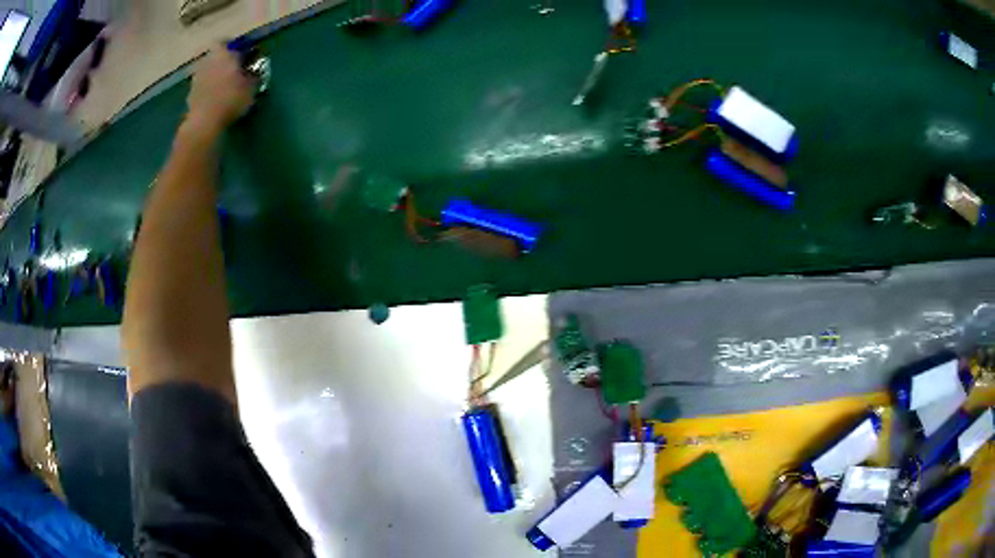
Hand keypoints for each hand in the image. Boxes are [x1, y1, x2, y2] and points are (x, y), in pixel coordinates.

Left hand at [186, 47, 255, 132]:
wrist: (204, 123)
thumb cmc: (230, 100)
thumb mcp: (250, 88)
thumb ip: (252, 76)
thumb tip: (254, 70)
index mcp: (223, 54)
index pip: (223, 41)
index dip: (230, 45)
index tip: (237, 52)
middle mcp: (207, 61)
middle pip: (213, 55)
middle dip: (220, 60)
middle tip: (230, 69)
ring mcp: (196, 78)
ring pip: (206, 70)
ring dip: (212, 74)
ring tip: (222, 86)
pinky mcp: (190, 94)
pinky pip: (200, 85)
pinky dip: (206, 89)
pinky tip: (213, 99)